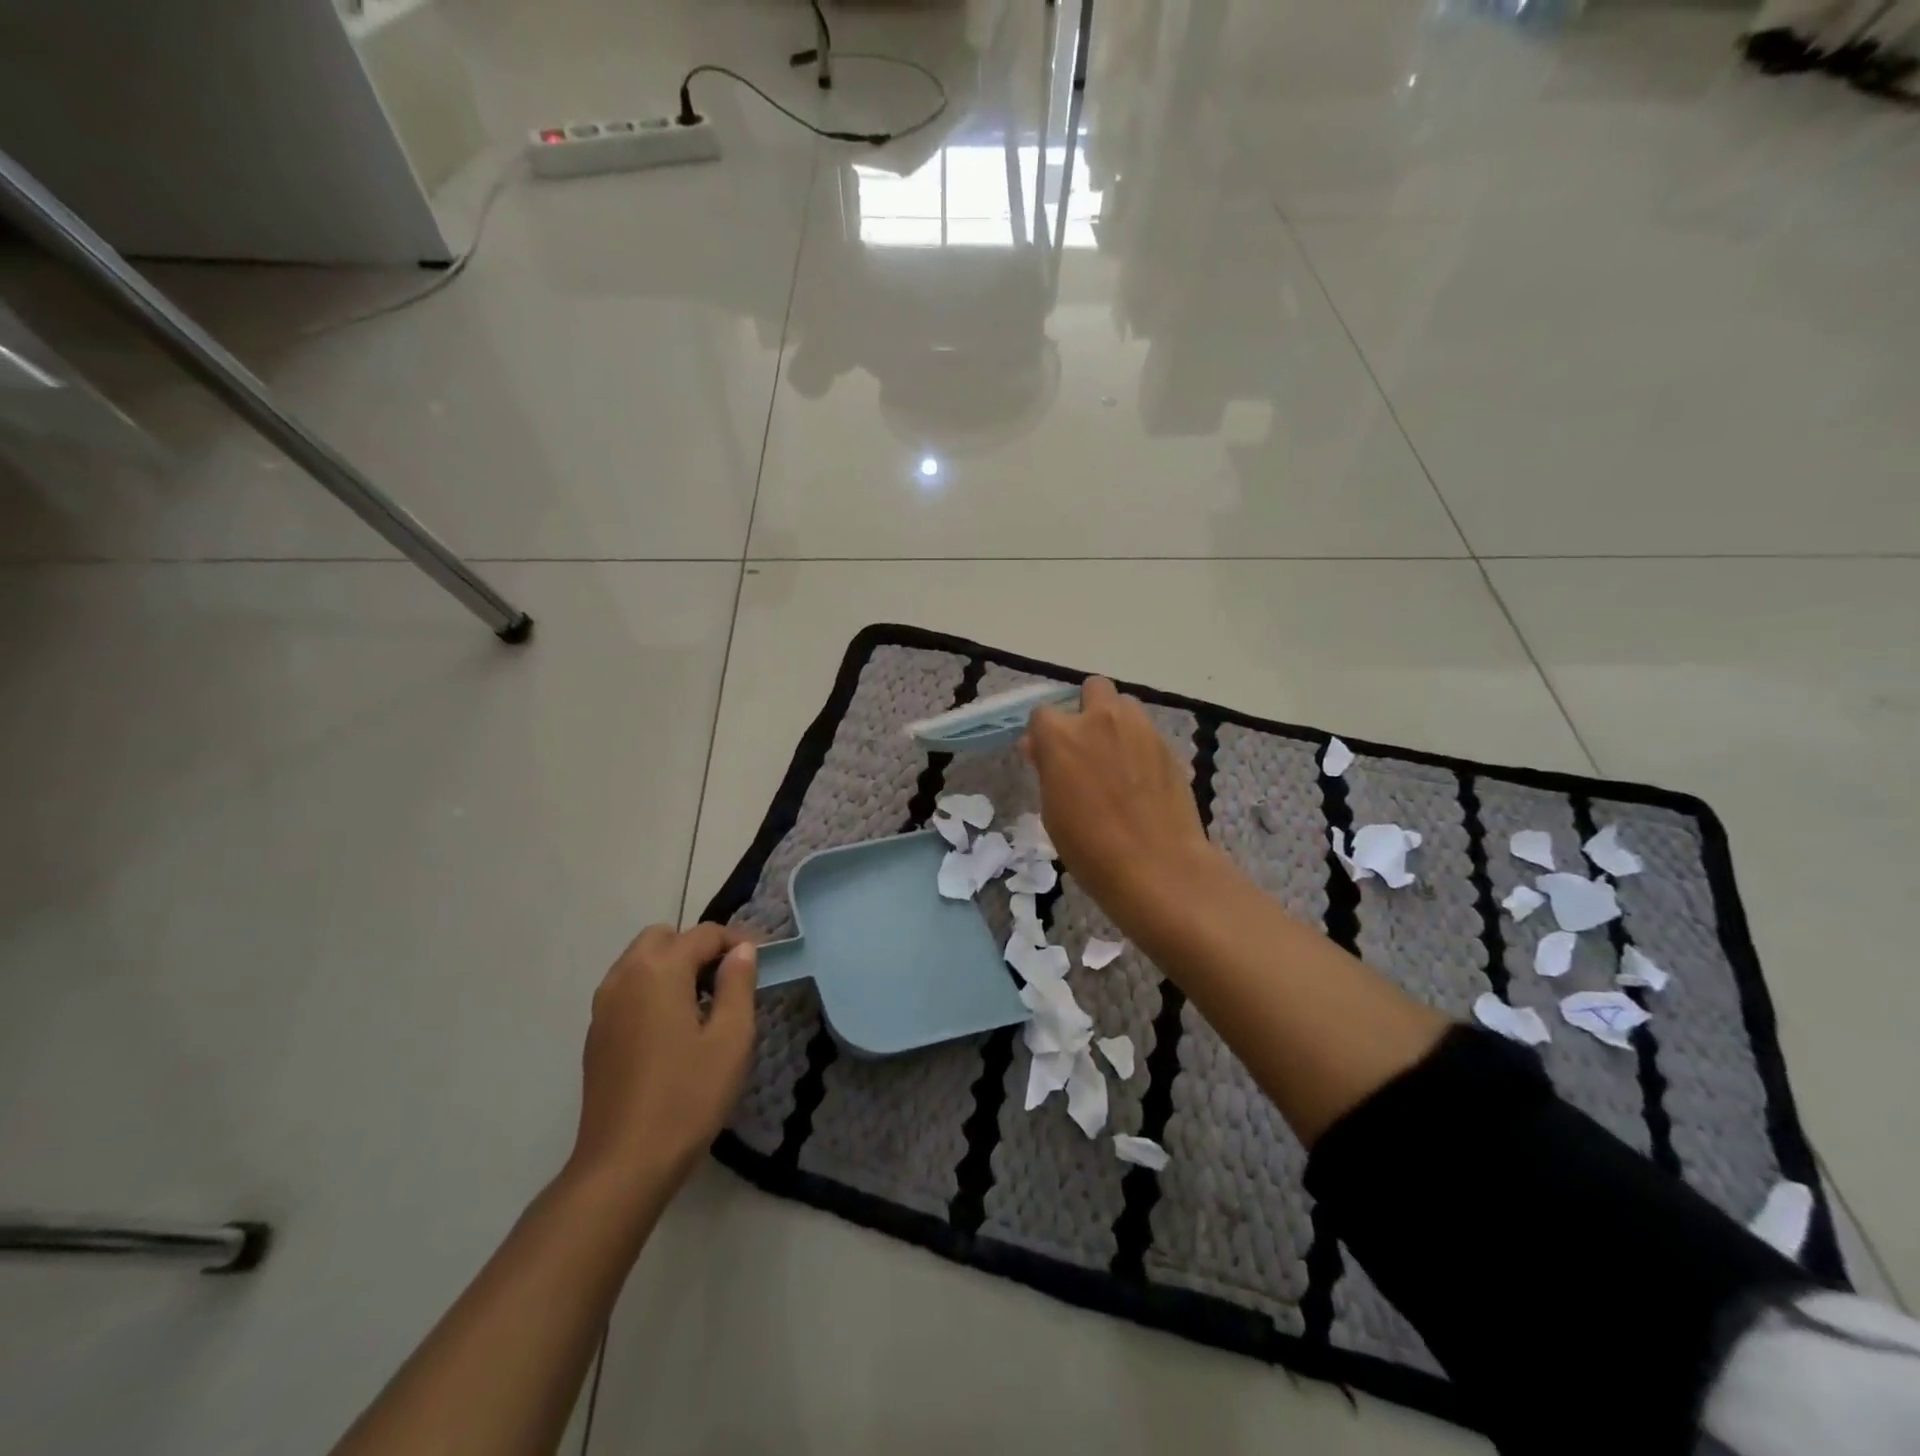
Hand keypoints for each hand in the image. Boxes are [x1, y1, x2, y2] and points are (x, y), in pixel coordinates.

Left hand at [568, 923, 757, 1194]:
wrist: (623, 1165)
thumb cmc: (687, 1097)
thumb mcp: (731, 1039)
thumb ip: (738, 984)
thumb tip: (743, 950)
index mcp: (659, 971)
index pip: (704, 935)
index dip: (737, 941)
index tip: (761, 961)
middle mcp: (624, 976)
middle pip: (664, 938)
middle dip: (698, 948)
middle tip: (728, 980)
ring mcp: (604, 1006)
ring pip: (641, 961)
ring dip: (673, 967)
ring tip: (704, 1004)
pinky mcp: (596, 1034)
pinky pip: (628, 989)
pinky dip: (653, 989)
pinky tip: (674, 1029)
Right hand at [1021, 677, 1215, 926]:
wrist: (1158, 867)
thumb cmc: (1091, 848)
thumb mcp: (1052, 811)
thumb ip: (1047, 768)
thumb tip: (1039, 747)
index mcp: (1062, 736)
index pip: (1043, 714)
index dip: (1044, 734)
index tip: (1047, 757)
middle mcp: (1102, 720)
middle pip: (1092, 689)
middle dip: (1086, 709)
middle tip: (1086, 747)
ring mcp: (1141, 729)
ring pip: (1125, 706)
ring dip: (1116, 723)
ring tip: (1117, 761)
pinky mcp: (1169, 746)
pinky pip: (1147, 732)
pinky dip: (1139, 746)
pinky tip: (1141, 780)